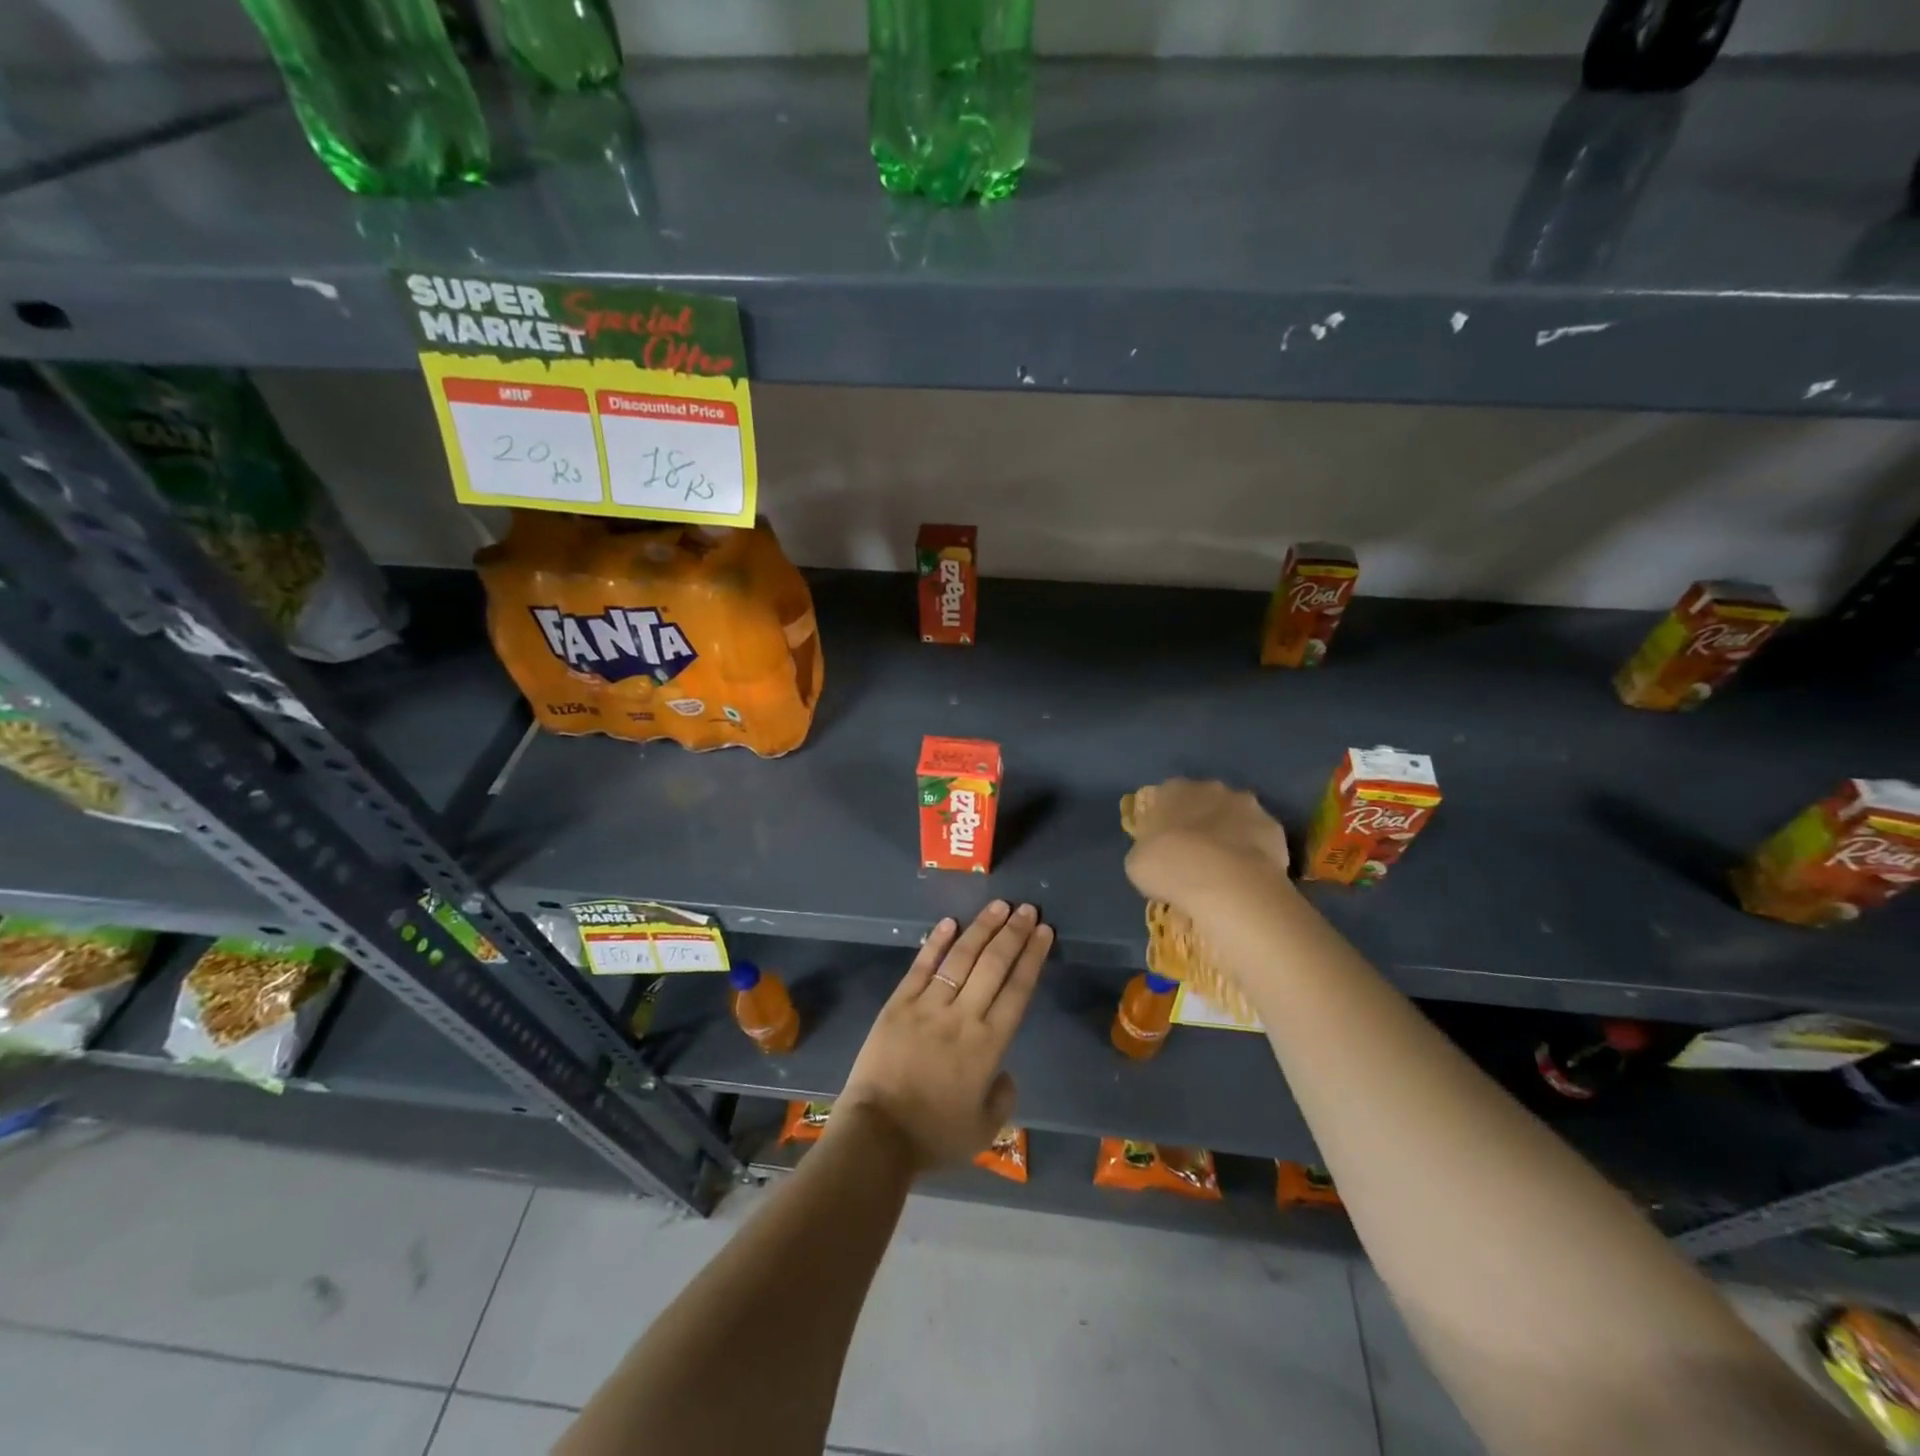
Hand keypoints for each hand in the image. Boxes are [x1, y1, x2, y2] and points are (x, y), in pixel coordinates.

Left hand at [833, 901, 1052, 1171]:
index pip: (1017, 990)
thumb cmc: (933, 1136)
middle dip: (1013, 933)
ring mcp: (928, 1006)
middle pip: (994, 965)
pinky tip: (950, 922)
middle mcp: (963, 1017)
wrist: (877, 1136)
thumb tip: (1005, 1072)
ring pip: (961, 958)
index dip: (1032, 957)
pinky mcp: (898, 1004)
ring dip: (982, 929)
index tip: (1044, 932)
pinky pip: (921, 967)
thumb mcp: (983, 1130)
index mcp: (988, 1046)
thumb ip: (1002, 1098)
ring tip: (999, 906)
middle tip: (1028, 909)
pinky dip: (936, 943)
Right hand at [1124, 778, 1291, 909]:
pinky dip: (1254, 853)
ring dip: (1230, 834)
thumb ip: (1147, 849)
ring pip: (1235, 817)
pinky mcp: (1274, 828)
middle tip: (1195, 855)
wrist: (1223, 882)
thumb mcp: (1137, 861)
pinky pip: (1259, 839)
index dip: (1166, 821)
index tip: (1164, 844)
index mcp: (1173, 790)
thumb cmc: (1168, 866)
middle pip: (1204, 802)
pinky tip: (1247, 876)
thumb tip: (1156, 854)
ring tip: (1224, 869)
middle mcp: (1211, 788)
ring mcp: (1247, 805)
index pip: (1166, 797)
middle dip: (1201, 822)